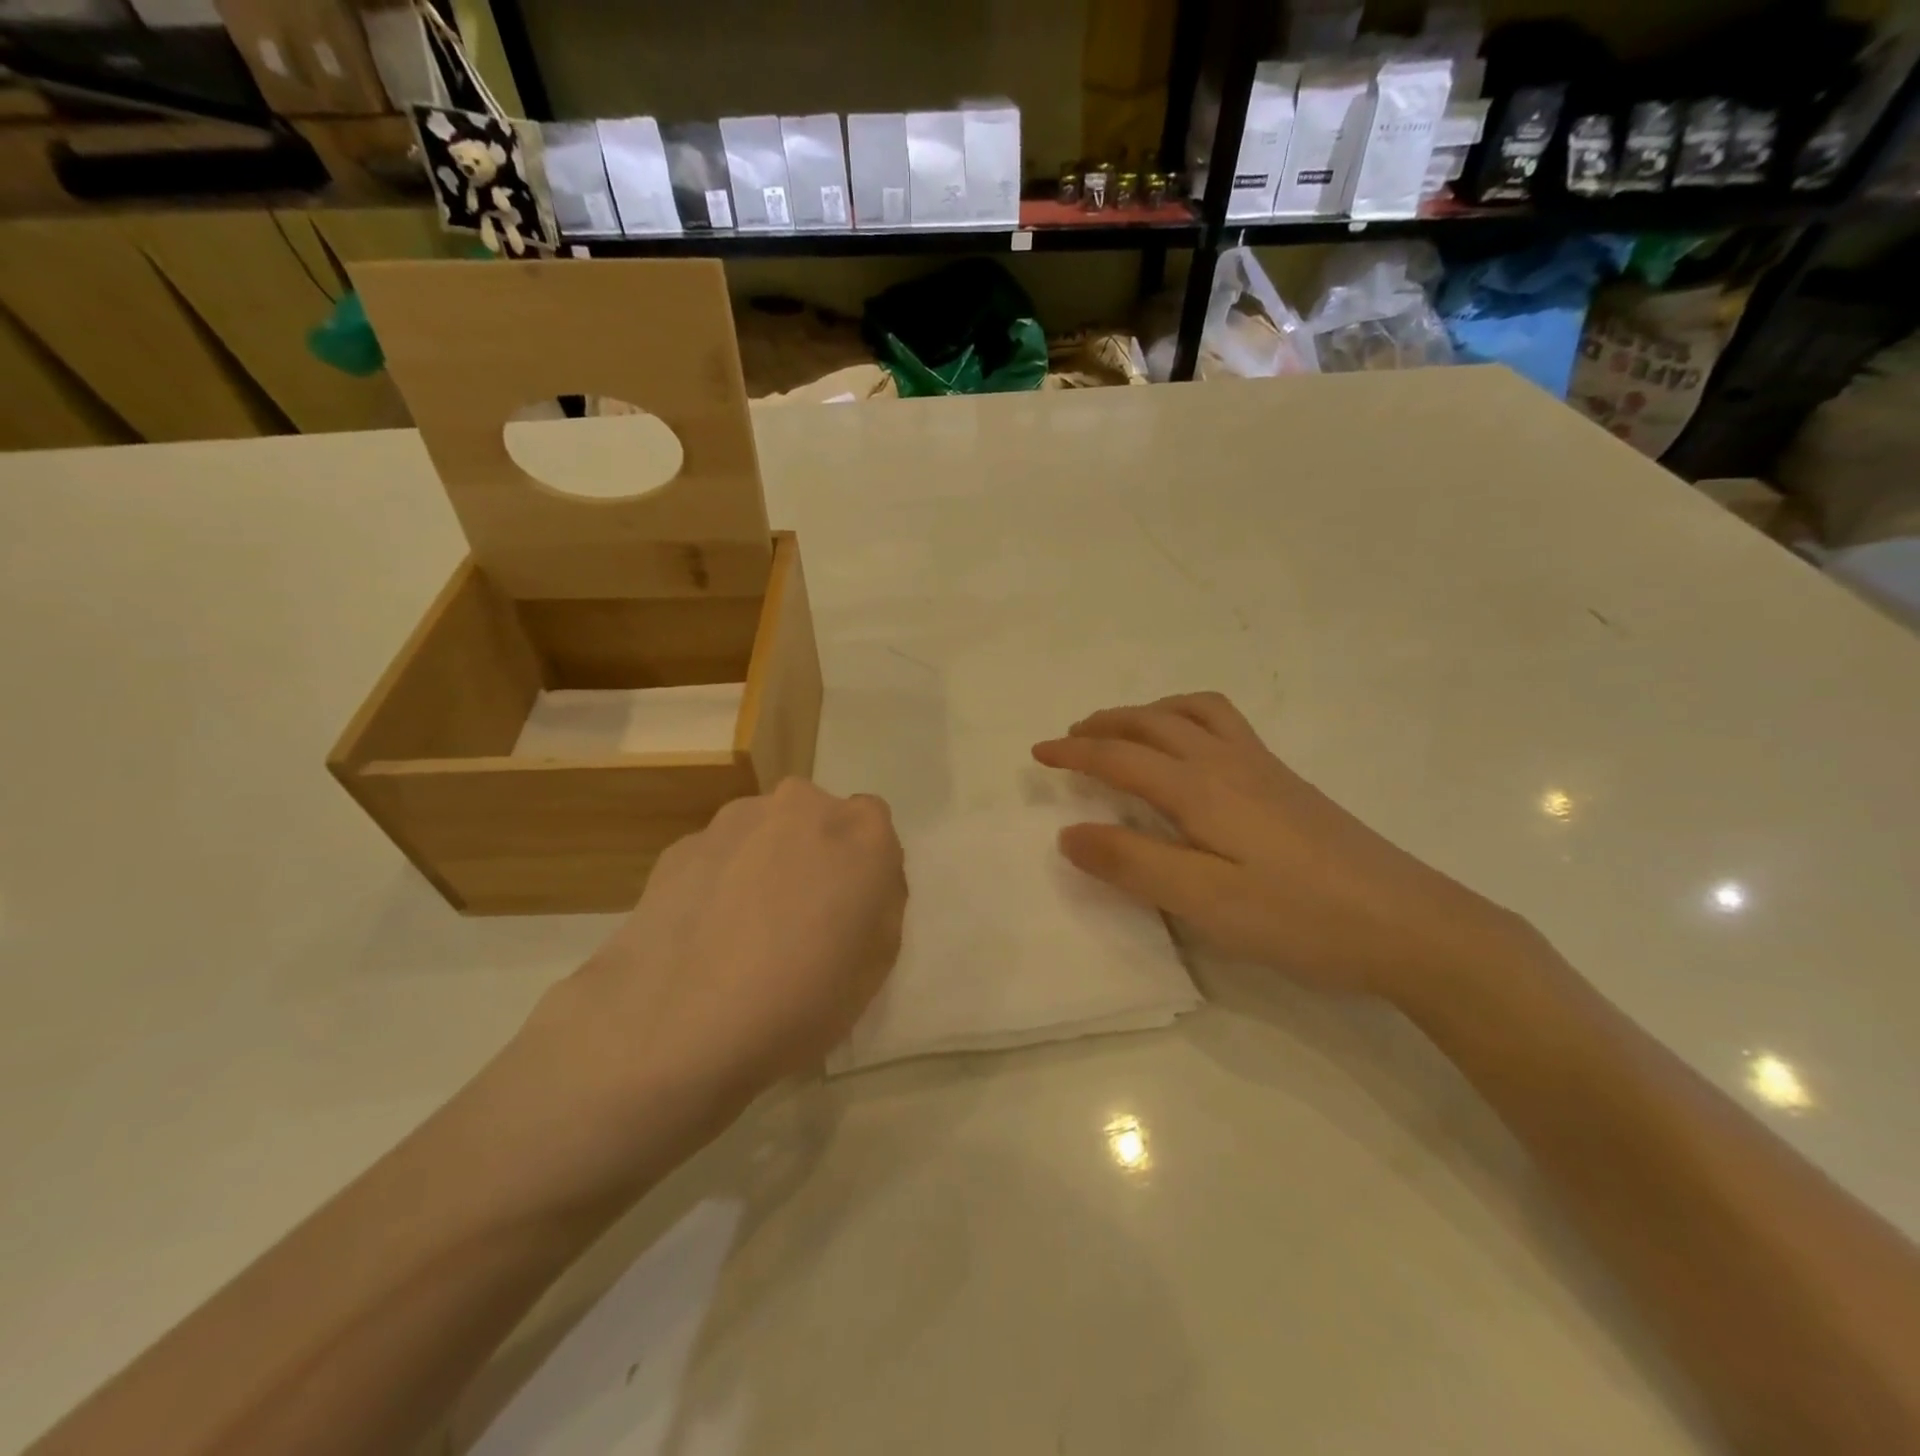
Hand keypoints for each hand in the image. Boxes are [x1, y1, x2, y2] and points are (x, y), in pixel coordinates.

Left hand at [523, 780, 906, 1141]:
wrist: (678, 1027)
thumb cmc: (803, 999)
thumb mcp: (879, 960)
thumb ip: (880, 899)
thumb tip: (858, 879)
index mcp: (860, 830)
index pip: (874, 823)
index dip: (862, 865)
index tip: (848, 908)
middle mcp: (799, 806)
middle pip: (815, 820)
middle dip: (812, 855)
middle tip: (797, 919)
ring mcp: (733, 821)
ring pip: (762, 834)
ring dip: (762, 865)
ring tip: (741, 935)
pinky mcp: (679, 847)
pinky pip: (716, 858)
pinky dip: (716, 883)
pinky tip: (703, 938)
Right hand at [1032, 693, 1534, 1004]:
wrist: (1410, 924)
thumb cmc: (1299, 918)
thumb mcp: (1204, 901)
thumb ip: (1133, 865)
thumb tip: (1068, 833)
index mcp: (1199, 788)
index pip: (1120, 756)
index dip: (1074, 752)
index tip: (1037, 752)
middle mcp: (1228, 763)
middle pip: (1154, 721)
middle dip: (1106, 723)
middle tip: (1072, 736)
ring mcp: (1263, 769)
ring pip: (1194, 712)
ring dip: (1149, 711)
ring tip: (1126, 730)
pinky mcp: (1288, 784)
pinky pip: (1225, 724)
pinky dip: (1188, 718)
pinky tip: (1193, 752)